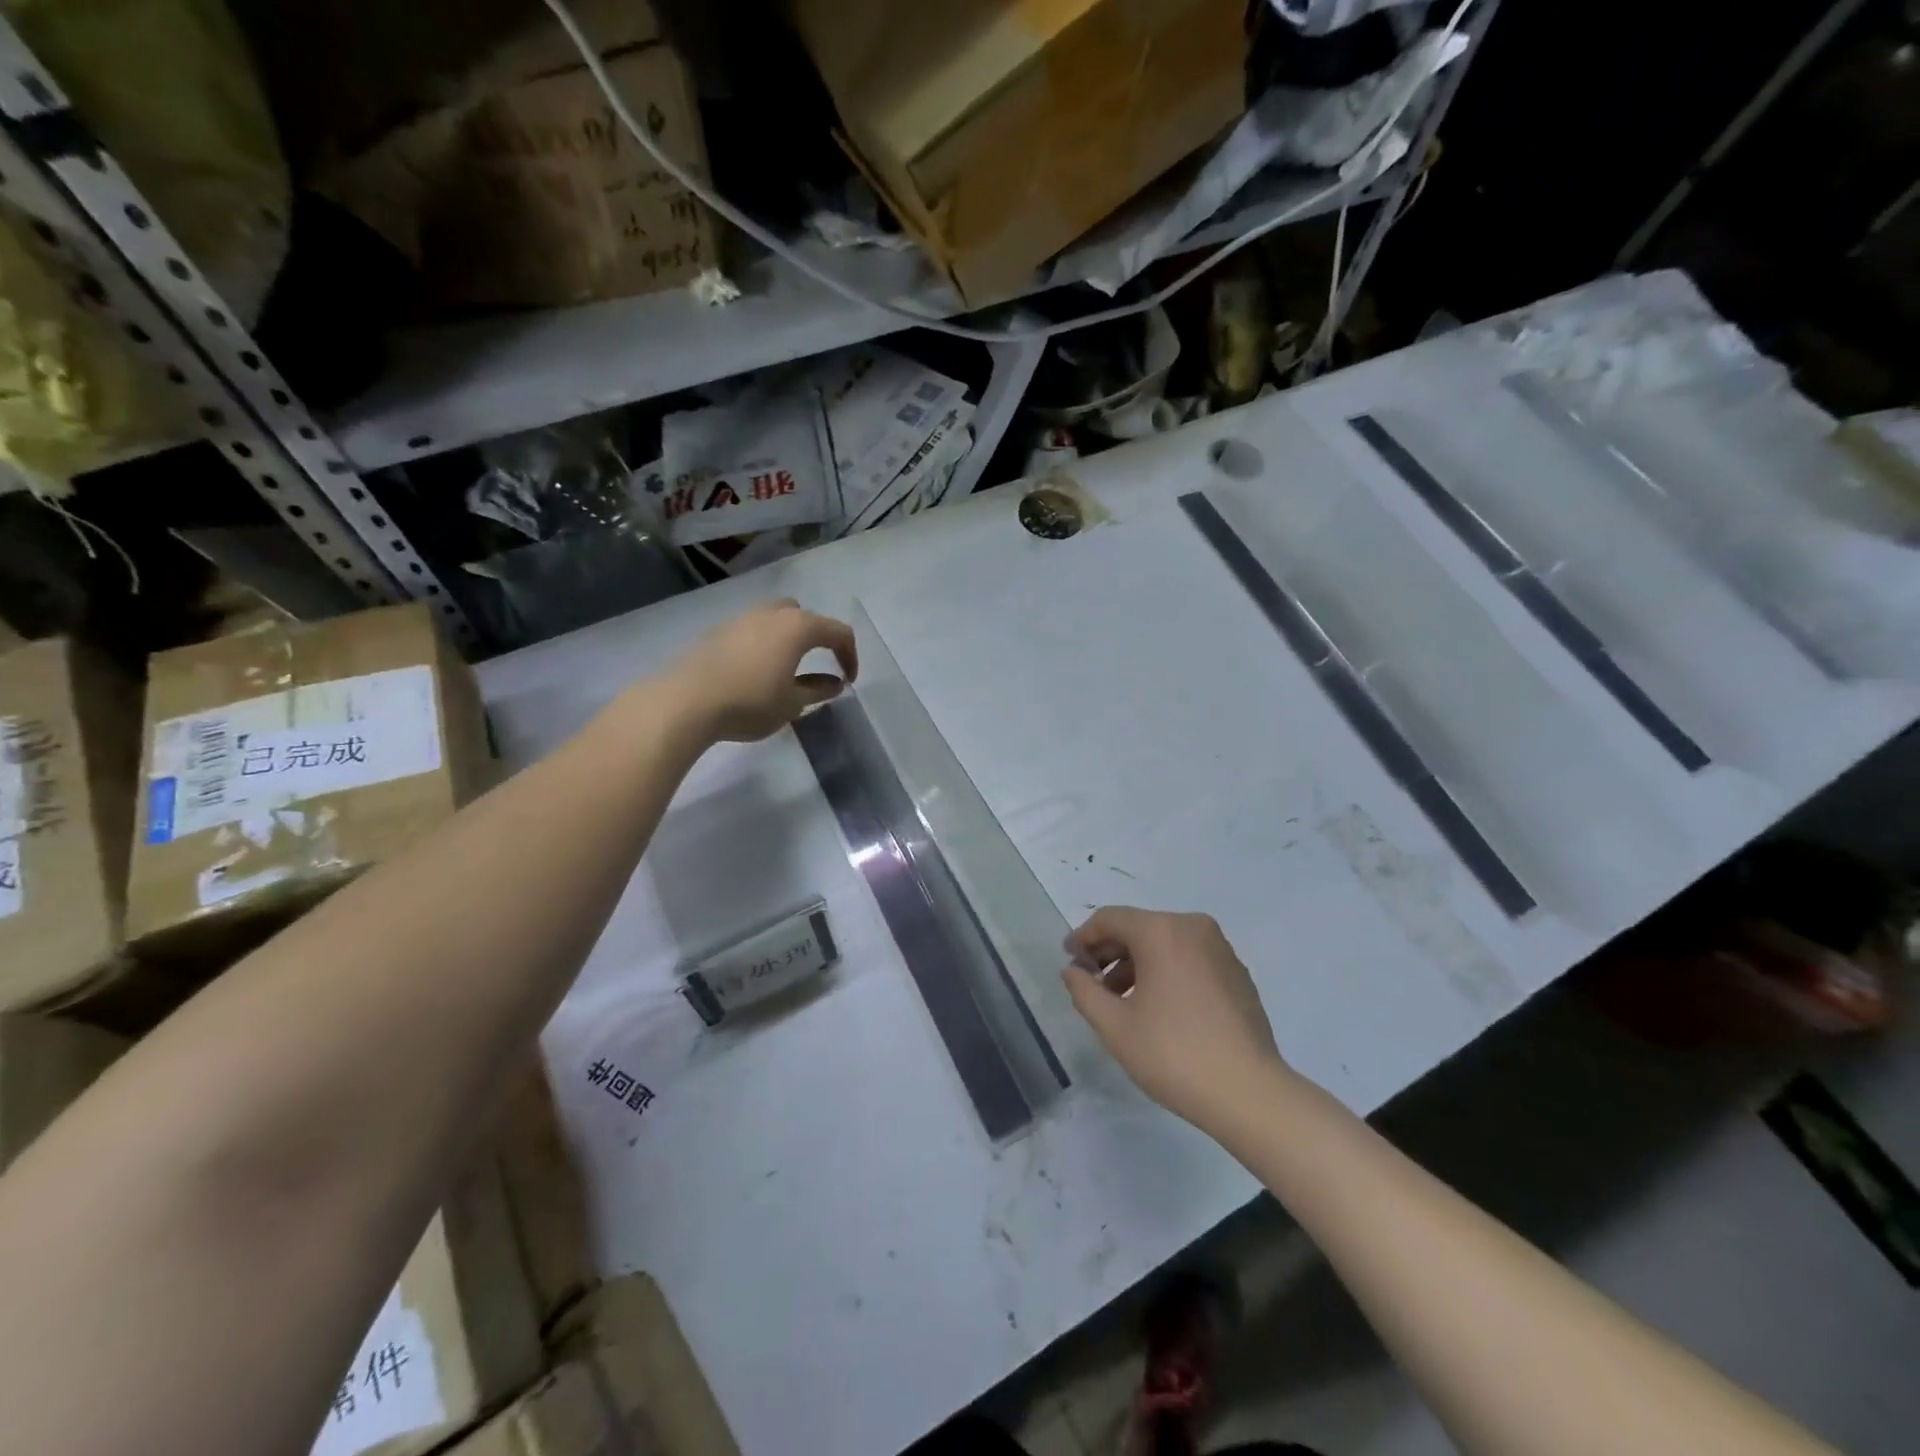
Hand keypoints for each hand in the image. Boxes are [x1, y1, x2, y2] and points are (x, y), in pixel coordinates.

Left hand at [668, 600, 857, 742]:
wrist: (686, 701)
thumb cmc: (750, 702)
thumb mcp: (793, 703)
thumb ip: (818, 690)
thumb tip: (835, 683)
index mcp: (798, 627)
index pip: (838, 632)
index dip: (850, 655)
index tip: (849, 681)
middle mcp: (772, 613)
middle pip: (805, 616)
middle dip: (817, 637)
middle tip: (818, 665)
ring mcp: (741, 618)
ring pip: (775, 618)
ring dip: (788, 638)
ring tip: (786, 668)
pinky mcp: (717, 630)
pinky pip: (751, 629)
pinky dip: (763, 643)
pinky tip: (754, 671)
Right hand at [1062, 907, 1289, 1129]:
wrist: (1249, 1093)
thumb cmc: (1173, 1054)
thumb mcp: (1115, 1026)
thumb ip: (1085, 991)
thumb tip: (1072, 971)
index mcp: (1161, 931)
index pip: (1110, 919)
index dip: (1083, 937)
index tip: (1069, 961)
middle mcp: (1192, 927)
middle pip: (1139, 927)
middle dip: (1110, 952)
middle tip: (1091, 983)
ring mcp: (1220, 949)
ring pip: (1165, 943)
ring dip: (1137, 964)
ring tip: (1121, 1001)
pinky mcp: (1237, 972)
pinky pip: (1189, 958)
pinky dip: (1166, 971)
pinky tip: (1158, 1007)